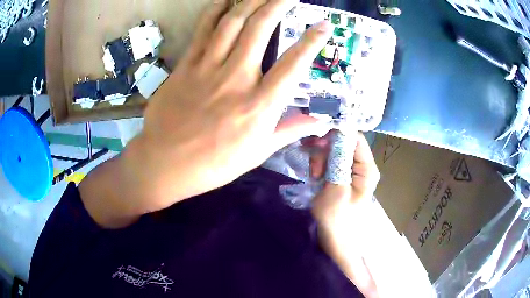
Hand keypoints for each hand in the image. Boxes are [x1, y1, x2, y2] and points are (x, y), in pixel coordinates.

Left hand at [118, 0, 333, 212]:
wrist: (166, 163)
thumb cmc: (214, 164)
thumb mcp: (257, 153)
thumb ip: (289, 131)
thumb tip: (320, 121)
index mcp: (259, 105)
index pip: (294, 64)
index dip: (312, 41)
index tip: (324, 25)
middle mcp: (236, 78)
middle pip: (260, 29)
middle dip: (278, 4)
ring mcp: (208, 68)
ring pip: (232, 23)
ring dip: (251, 1)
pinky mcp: (186, 65)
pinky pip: (203, 29)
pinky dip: (216, 10)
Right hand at [310, 133, 379, 229]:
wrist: (335, 240)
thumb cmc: (337, 220)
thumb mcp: (337, 190)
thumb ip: (339, 161)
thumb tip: (339, 132)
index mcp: (367, 168)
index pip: (355, 138)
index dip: (337, 135)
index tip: (318, 143)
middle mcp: (362, 166)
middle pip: (343, 143)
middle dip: (326, 150)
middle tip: (315, 169)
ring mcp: (351, 171)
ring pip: (334, 151)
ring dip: (320, 160)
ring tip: (314, 177)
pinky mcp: (341, 176)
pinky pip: (330, 162)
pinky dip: (320, 166)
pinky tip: (315, 178)